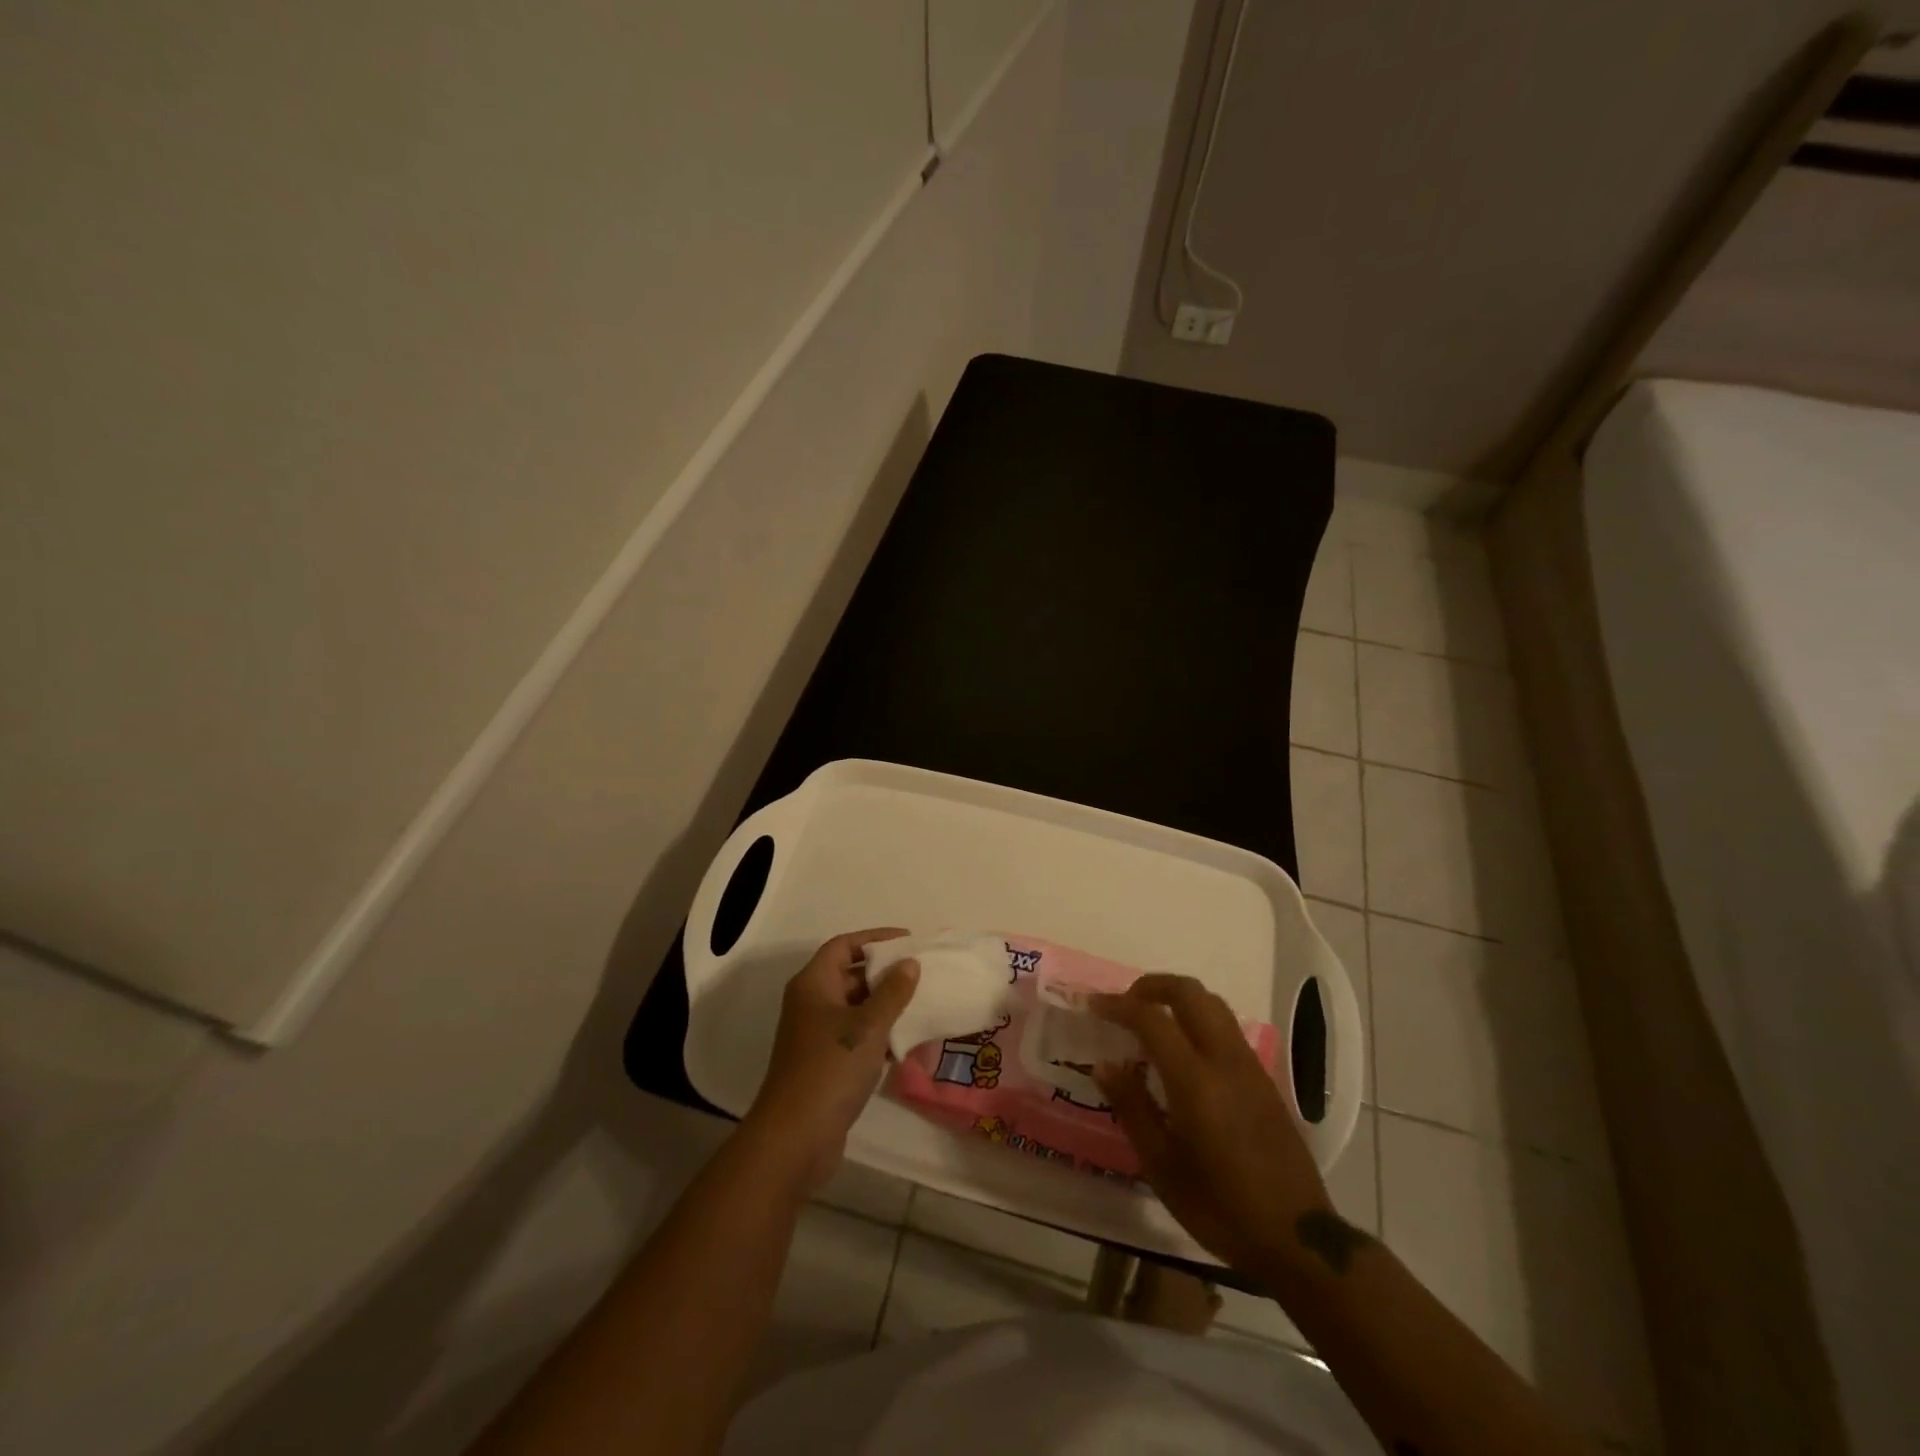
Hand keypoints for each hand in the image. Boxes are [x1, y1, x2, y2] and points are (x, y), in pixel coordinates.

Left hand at [746, 929, 918, 1187]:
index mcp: (813, 984)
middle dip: (884, 973)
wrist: (795, 1137)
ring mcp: (816, 1035)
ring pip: (855, 1007)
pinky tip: (907, 1040)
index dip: (875, 939)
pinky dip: (879, 1033)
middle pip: (849, 975)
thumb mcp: (869, 1025)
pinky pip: (856, 1035)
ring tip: (921, 1003)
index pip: (843, 946)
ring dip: (885, 1005)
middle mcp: (811, 1003)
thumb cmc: (831, 1068)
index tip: (908, 940)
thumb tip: (910, 963)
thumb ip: (892, 992)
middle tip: (921, 972)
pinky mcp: (825, 1063)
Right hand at [1093, 974, 1332, 1280]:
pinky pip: (1226, 1027)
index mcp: (1196, 1081)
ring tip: (1150, 1020)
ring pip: (1212, 1004)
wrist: (1297, 1238)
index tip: (1092, 1005)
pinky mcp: (1264, 1078)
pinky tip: (1182, 1050)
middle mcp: (1225, 1060)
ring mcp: (1249, 1066)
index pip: (1152, 1019)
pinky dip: (1197, 1018)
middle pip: (1189, 992)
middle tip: (1123, 1003)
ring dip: (1177, 998)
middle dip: (1151, 986)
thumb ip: (1131, 1107)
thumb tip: (1103, 1064)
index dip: (1118, 1005)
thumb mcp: (1161, 1166)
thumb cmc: (1220, 1207)